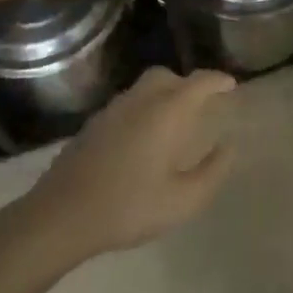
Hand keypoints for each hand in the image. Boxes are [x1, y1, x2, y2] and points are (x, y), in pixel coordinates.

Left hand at [26, 67, 236, 258]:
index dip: (218, 80)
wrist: (60, 216)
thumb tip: (229, 147)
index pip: (199, 82)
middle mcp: (140, 100)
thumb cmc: (128, 207)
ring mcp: (112, 110)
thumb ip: (212, 172)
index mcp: (166, 111)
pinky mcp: (93, 125)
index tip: (231, 86)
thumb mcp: (182, 200)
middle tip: (201, 104)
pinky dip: (143, 109)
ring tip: (173, 122)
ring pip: (144, 88)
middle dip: (188, 84)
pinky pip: (127, 104)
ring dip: (163, 95)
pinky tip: (142, 139)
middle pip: (167, 76)